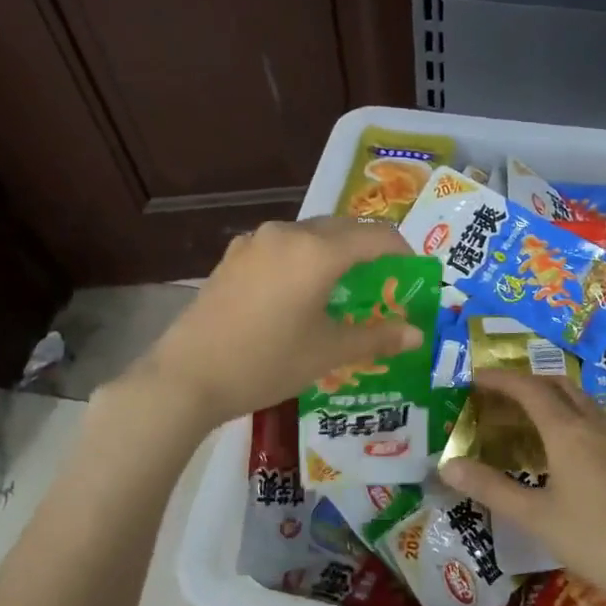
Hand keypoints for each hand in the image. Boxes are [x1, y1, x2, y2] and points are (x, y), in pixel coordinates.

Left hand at [137, 217, 424, 426]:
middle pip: (344, 228)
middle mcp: (288, 233)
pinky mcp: (233, 256)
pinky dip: (304, 259)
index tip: (414, 276)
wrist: (187, 376)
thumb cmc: (267, 362)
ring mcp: (255, 242)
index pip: (377, 237)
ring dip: (336, 253)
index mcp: (318, 251)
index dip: (403, 253)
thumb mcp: (328, 352)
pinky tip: (300, 292)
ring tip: (344, 288)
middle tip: (384, 284)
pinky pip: (282, 246)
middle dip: (370, 250)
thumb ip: (377, 337)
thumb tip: (417, 334)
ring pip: (310, 235)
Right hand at [437, 370, 605, 605]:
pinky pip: (597, 418)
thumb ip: (490, 488)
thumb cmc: (596, 541)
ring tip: (527, 417)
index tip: (475, 378)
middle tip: (499, 396)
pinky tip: (565, 445)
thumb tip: (447, 465)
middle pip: (558, 385)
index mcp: (568, 432)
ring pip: (581, 400)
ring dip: (552, 396)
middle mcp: (596, 423)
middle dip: (526, 382)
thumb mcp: (536, 518)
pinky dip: (572, 414)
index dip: (501, 379)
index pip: (529, 389)